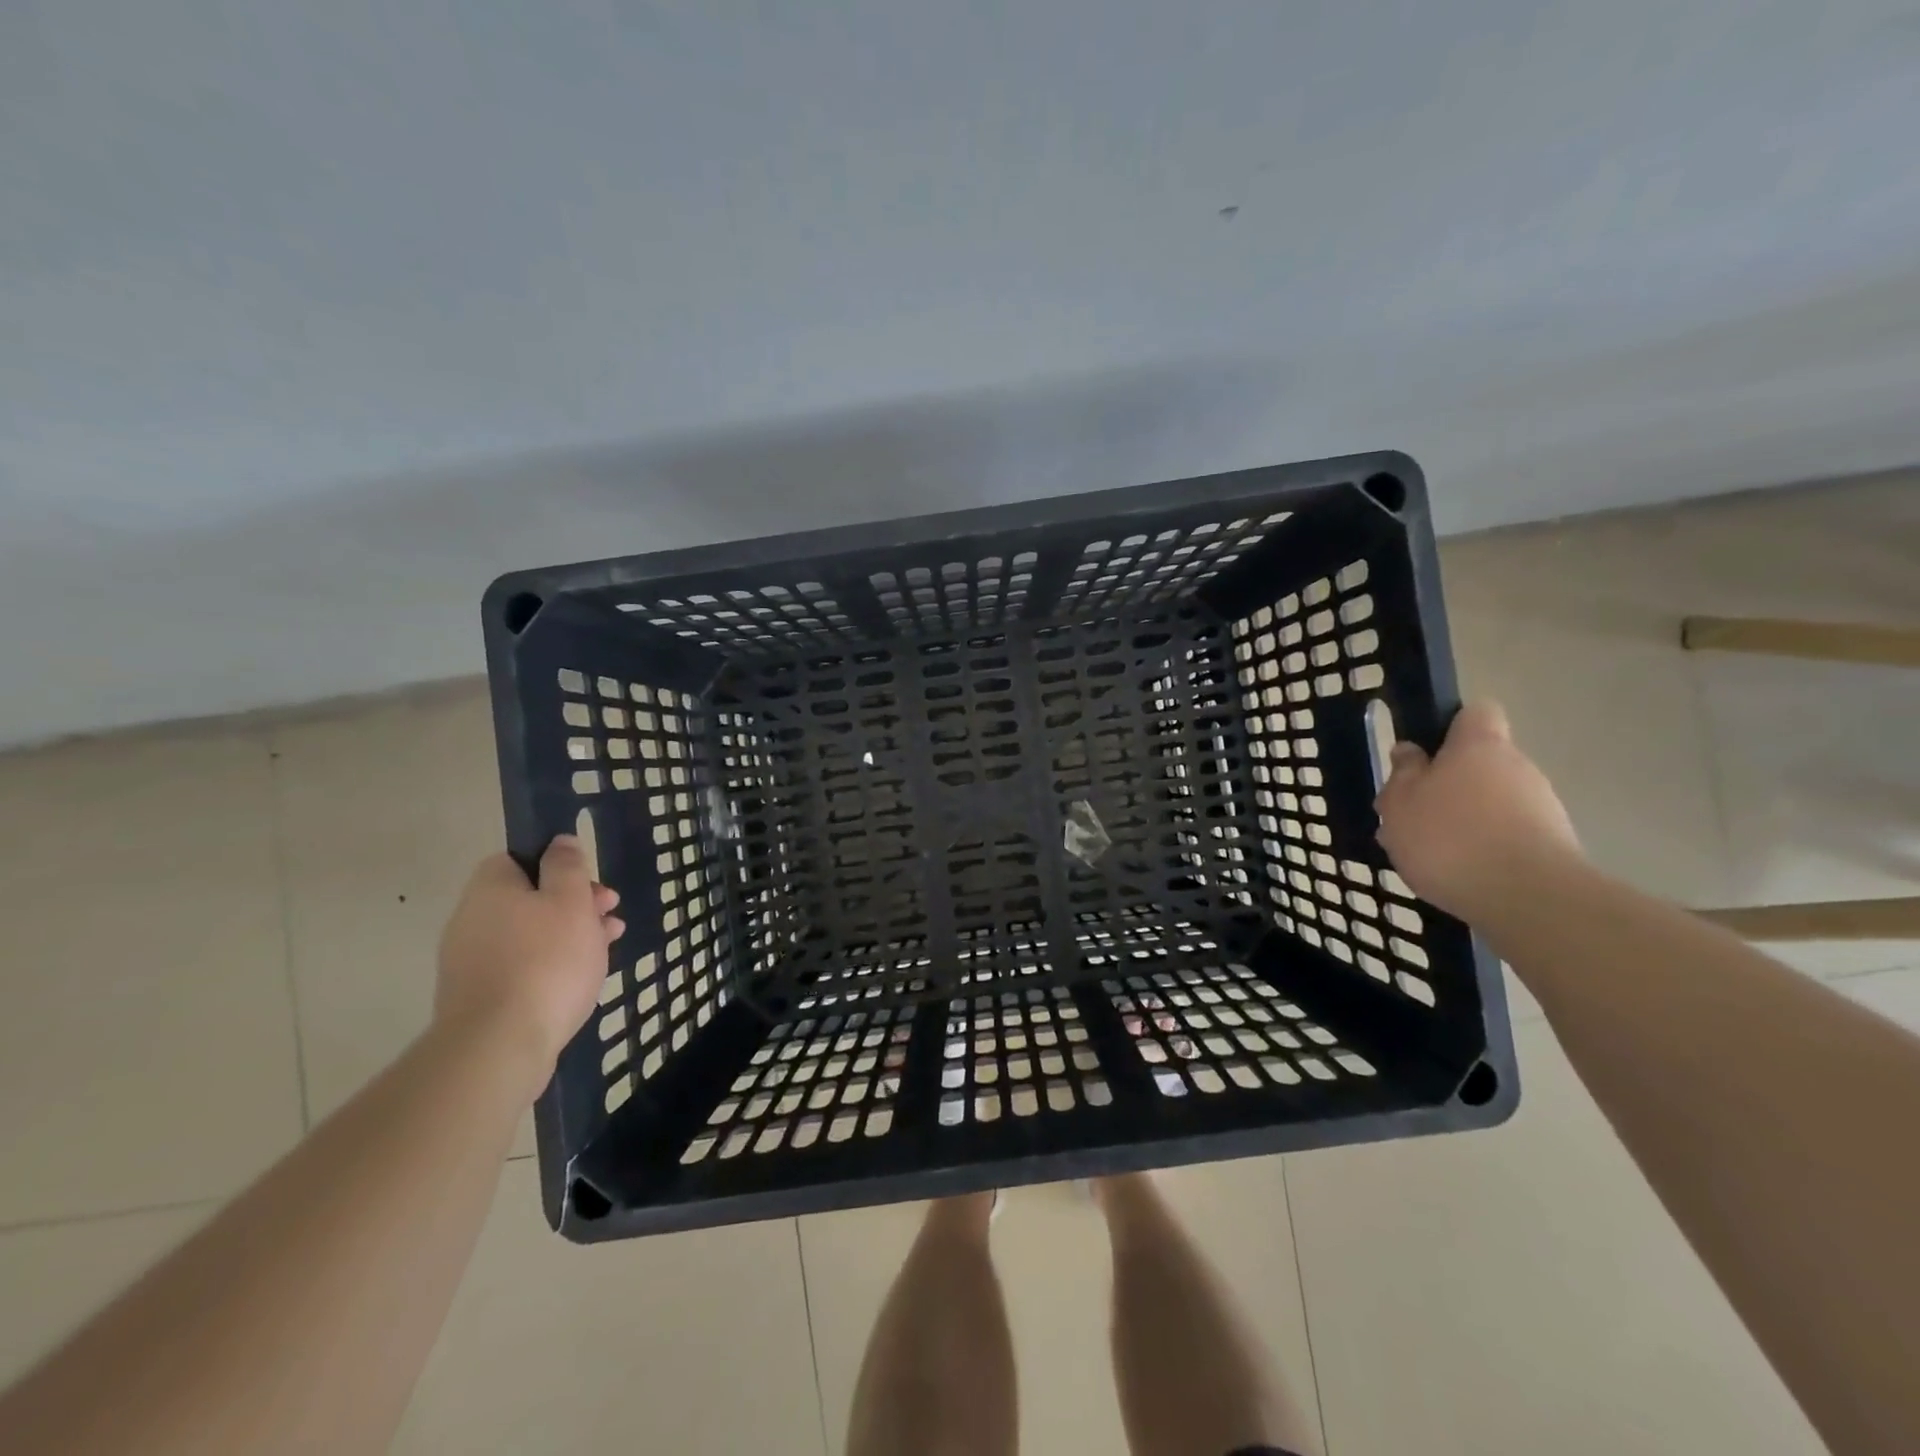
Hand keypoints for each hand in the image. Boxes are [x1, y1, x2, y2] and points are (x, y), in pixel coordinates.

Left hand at [435, 837, 624, 1093]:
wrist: (499, 1045)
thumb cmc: (546, 960)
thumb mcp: (570, 900)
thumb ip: (567, 866)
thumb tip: (559, 842)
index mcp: (490, 888)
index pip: (520, 859)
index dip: (558, 866)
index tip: (590, 883)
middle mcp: (472, 919)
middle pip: (529, 898)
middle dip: (574, 903)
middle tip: (609, 915)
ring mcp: (471, 962)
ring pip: (531, 934)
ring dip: (570, 934)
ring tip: (609, 944)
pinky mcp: (480, 998)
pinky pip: (523, 966)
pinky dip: (552, 964)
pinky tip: (581, 976)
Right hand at [1374, 702, 1581, 919]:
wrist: (1528, 899)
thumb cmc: (1450, 838)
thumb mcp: (1400, 803)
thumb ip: (1403, 773)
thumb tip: (1410, 751)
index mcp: (1479, 746)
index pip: (1475, 713)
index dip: (1450, 725)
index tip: (1425, 752)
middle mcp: (1517, 767)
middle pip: (1480, 763)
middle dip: (1447, 785)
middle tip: (1412, 815)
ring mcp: (1542, 807)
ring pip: (1492, 802)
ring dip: (1464, 820)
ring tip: (1429, 854)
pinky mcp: (1553, 846)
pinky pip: (1507, 835)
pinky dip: (1484, 848)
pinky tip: (1459, 874)